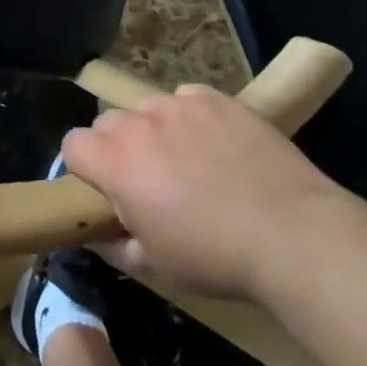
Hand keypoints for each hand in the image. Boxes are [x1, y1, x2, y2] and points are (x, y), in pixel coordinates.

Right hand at [61, 83, 357, 299]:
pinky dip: (192, 118)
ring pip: (149, 109)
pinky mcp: (215, 98)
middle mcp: (139, 122)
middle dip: (119, 148)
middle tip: (150, 181)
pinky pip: (187, 99)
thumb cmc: (215, 257)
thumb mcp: (154, 267)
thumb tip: (97, 232)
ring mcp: (178, 104)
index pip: (72, 144)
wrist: (294, 235)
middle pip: (109, 123)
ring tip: (190, 163)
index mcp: (115, 161)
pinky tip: (218, 146)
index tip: (105, 190)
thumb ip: (114, 246)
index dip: (83, 168)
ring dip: (156, 132)